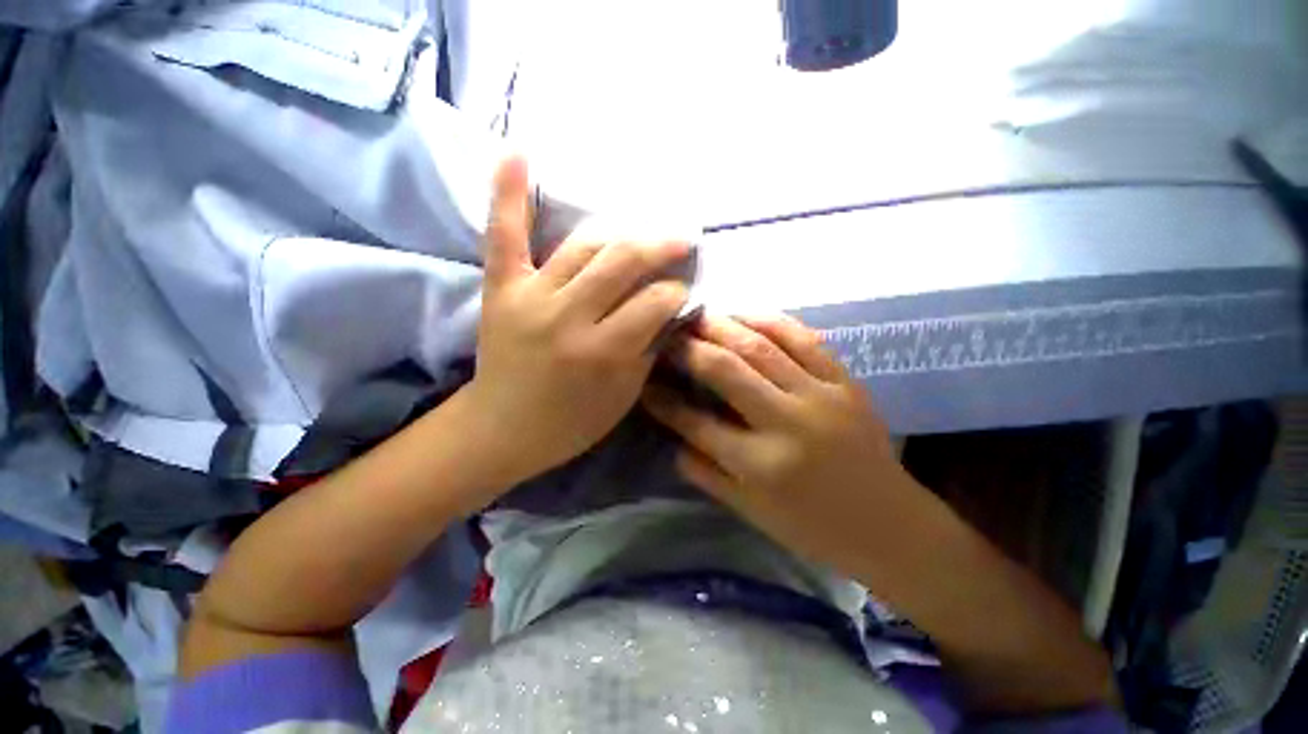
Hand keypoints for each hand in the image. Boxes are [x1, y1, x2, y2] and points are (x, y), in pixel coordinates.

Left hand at [463, 156, 691, 489]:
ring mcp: (530, 296)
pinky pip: (505, 234)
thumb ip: (649, 349)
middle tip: (681, 240)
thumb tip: (671, 310)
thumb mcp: (624, 396)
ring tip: (641, 233)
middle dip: (661, 246)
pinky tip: (519, 150)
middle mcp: (567, 317)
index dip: (676, 292)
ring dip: (621, 234)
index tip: (683, 291)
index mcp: (602, 352)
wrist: (503, 429)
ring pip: (585, 246)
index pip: (655, 302)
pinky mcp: (501, 289)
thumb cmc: (571, 422)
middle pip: (624, 262)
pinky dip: (509, 192)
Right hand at [642, 314, 919, 572]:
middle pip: (726, 370)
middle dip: (688, 348)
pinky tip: (746, 315)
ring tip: (698, 316)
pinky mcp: (845, 381)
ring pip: (761, 345)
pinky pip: (804, 338)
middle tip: (667, 335)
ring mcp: (821, 395)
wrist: (888, 524)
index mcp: (760, 465)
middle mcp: (787, 423)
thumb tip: (672, 438)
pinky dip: (770, 320)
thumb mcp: (750, 512)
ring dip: (723, 325)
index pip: (696, 423)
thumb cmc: (812, 527)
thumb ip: (705, 474)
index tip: (645, 384)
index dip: (664, 402)